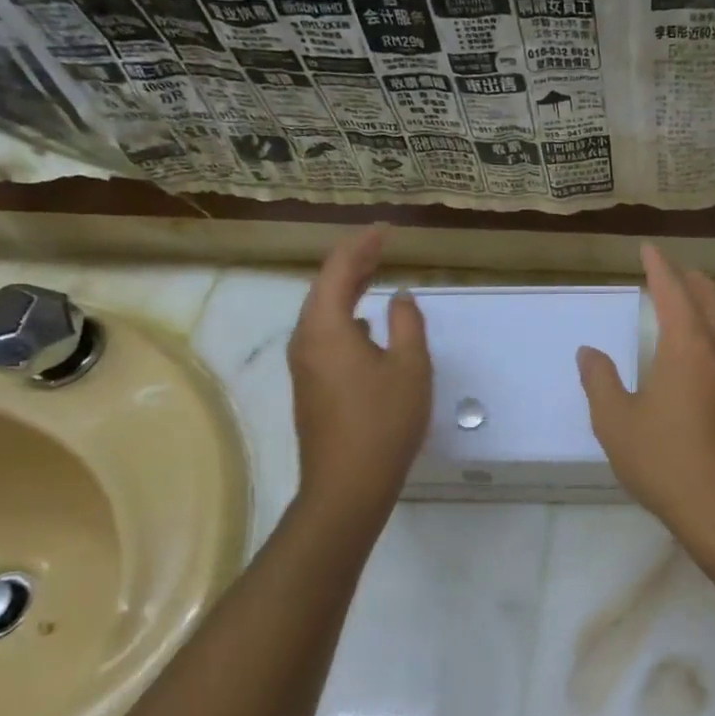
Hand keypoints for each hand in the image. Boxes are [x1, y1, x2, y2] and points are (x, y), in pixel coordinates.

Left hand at [287, 226, 430, 514]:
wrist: (347, 486)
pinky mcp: (311, 387)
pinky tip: (365, 327)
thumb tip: (399, 297)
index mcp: (326, 327)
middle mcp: (306, 340)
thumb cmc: (383, 422)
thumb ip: (406, 323)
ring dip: (347, 290)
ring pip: (323, 314)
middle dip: (353, 263)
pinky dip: (346, 317)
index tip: (386, 229)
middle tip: (380, 245)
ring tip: (374, 275)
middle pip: (324, 288)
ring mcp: (305, 366)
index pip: (339, 270)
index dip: (362, 245)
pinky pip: (325, 336)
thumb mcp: (410, 368)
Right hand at [577, 245, 714, 558]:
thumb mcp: (616, 423)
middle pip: (711, 300)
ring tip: (690, 306)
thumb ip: (600, 382)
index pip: (673, 292)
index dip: (659, 267)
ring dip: (709, 307)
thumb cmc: (666, 462)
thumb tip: (589, 352)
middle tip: (672, 271)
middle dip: (691, 280)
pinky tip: (704, 360)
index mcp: (688, 347)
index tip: (649, 249)